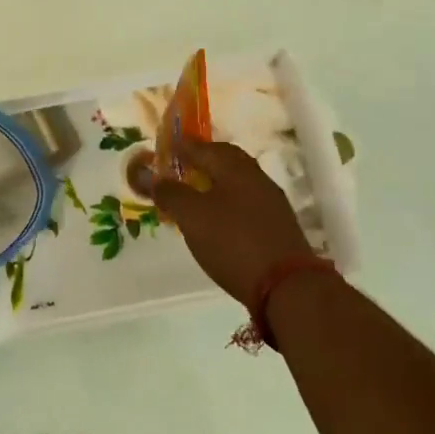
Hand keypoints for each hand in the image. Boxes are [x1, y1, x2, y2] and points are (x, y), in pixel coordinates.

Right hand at [151, 140, 319, 308]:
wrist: (287, 286)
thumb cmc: (232, 242)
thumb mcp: (192, 216)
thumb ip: (169, 193)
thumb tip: (148, 174)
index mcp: (235, 168)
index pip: (203, 148)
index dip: (181, 147)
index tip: (164, 147)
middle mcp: (256, 178)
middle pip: (226, 160)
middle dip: (202, 160)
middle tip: (180, 167)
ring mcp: (271, 202)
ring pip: (237, 182)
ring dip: (215, 182)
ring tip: (195, 194)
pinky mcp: (277, 226)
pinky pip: (246, 202)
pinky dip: (227, 202)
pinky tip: (218, 219)